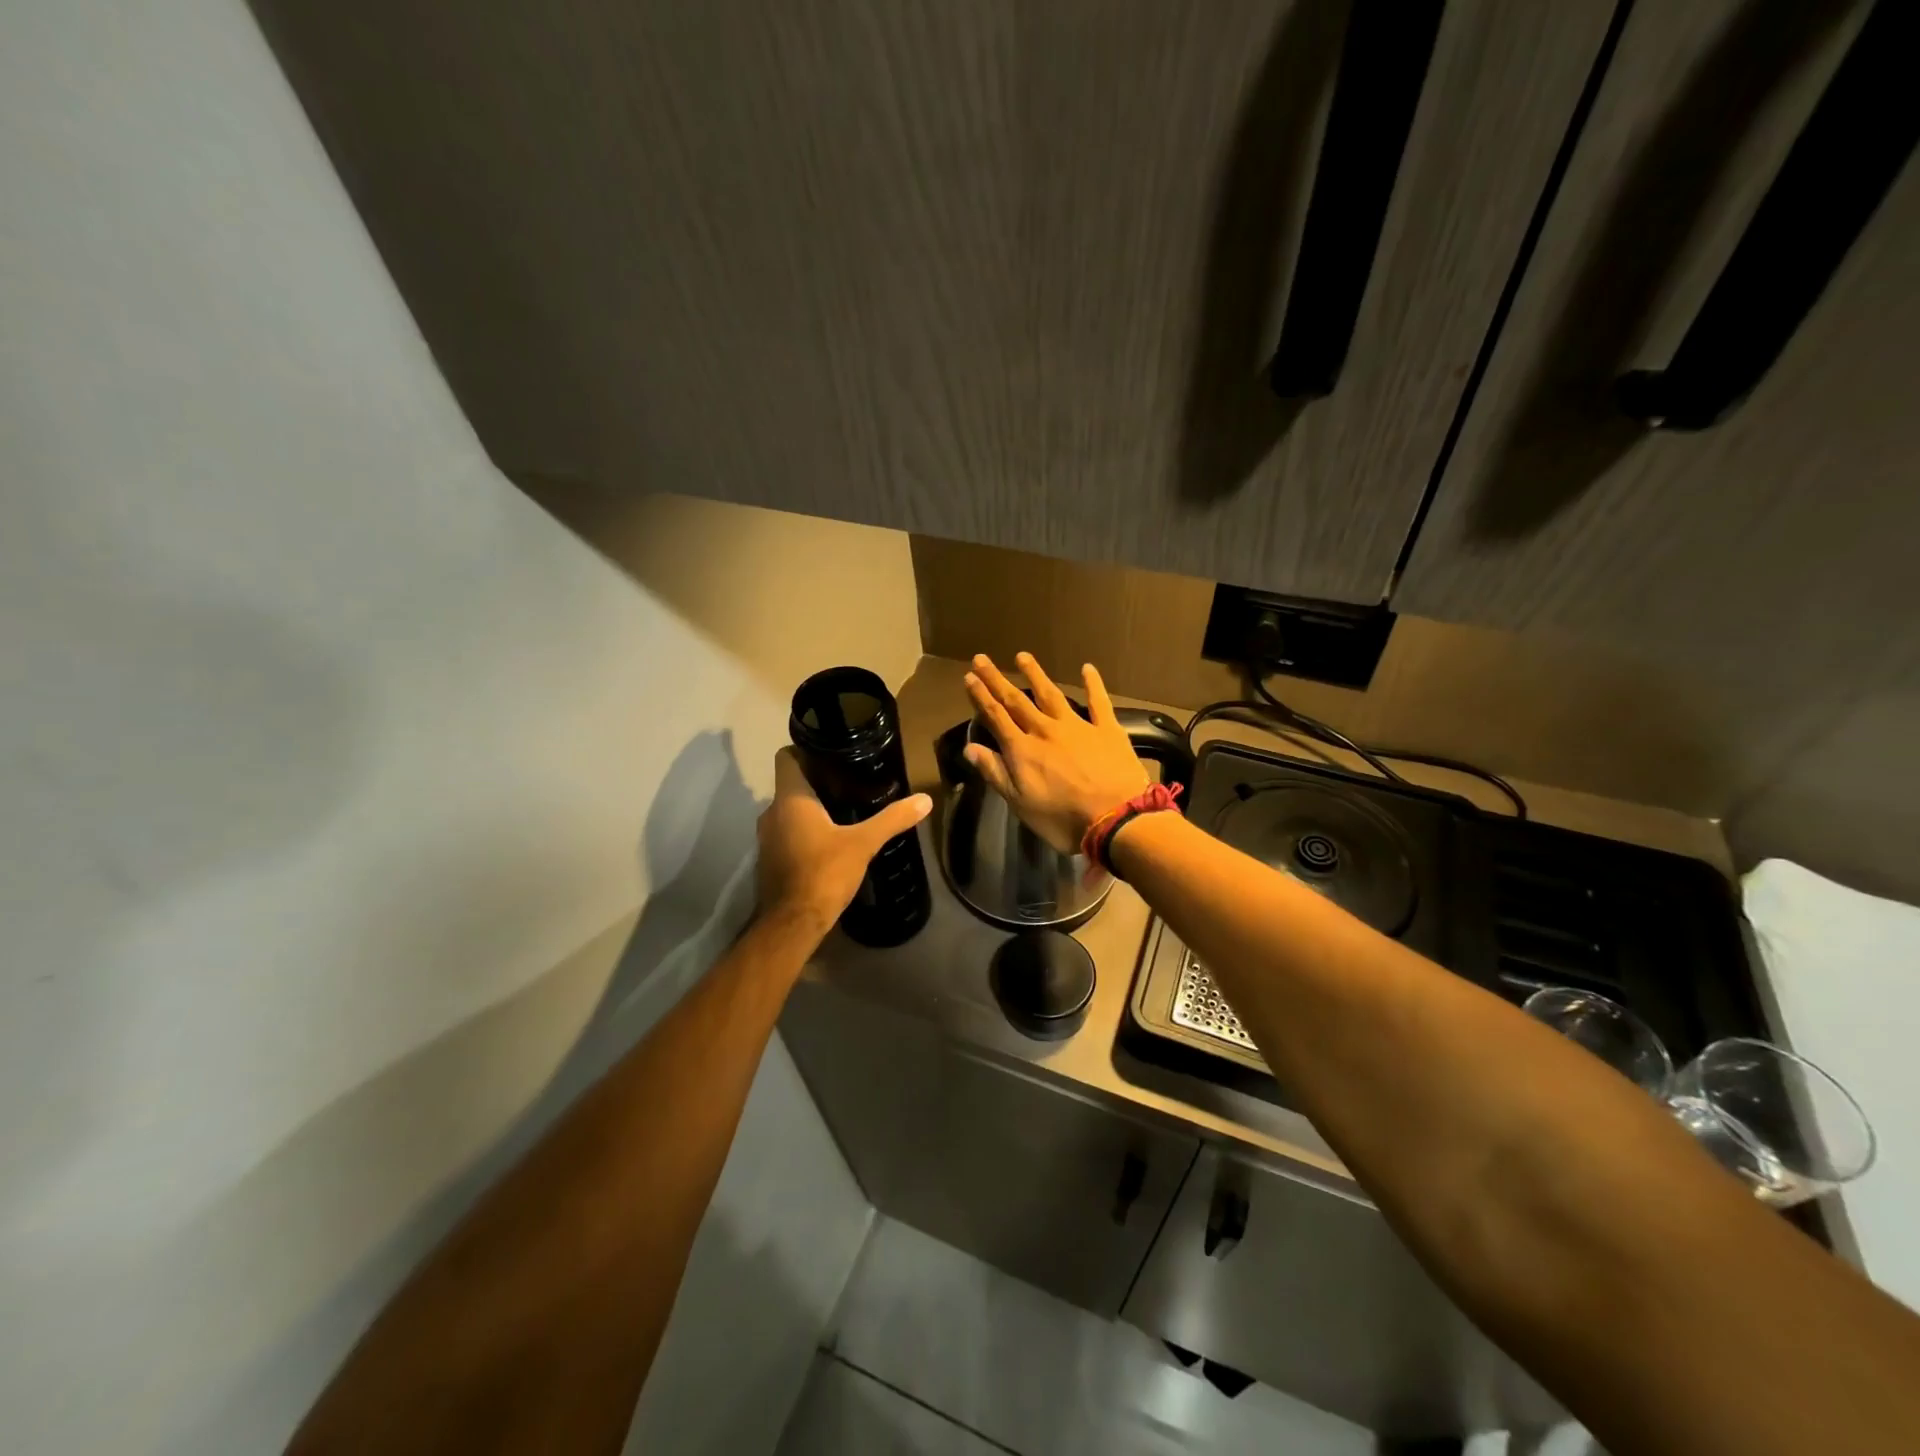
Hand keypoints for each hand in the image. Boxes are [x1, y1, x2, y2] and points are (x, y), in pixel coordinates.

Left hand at [756, 748, 932, 938]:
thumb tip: (925, 800)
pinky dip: (805, 830)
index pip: (786, 757)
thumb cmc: (824, 873)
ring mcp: (767, 837)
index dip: (805, 749)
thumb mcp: (864, 843)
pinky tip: (831, 839)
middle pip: (791, 783)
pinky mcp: (771, 858)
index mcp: (790, 799)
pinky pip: (788, 832)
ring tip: (844, 809)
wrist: (792, 923)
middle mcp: (772, 812)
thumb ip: (893, 819)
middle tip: (850, 780)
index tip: (832, 752)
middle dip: (817, 780)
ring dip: (811, 808)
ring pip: (789, 810)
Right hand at [963, 653, 1148, 853]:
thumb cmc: (1063, 819)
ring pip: (1050, 694)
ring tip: (1022, 656)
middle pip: (1017, 701)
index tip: (969, 677)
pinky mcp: (1107, 729)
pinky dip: (1092, 684)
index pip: (996, 717)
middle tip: (982, 659)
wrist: (1116, 818)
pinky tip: (1087, 668)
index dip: (981, 697)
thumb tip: (969, 747)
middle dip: (997, 680)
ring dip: (1035, 674)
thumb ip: (995, 773)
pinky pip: (1098, 701)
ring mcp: (1077, 726)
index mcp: (1022, 750)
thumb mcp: (1021, 803)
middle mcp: (1045, 730)